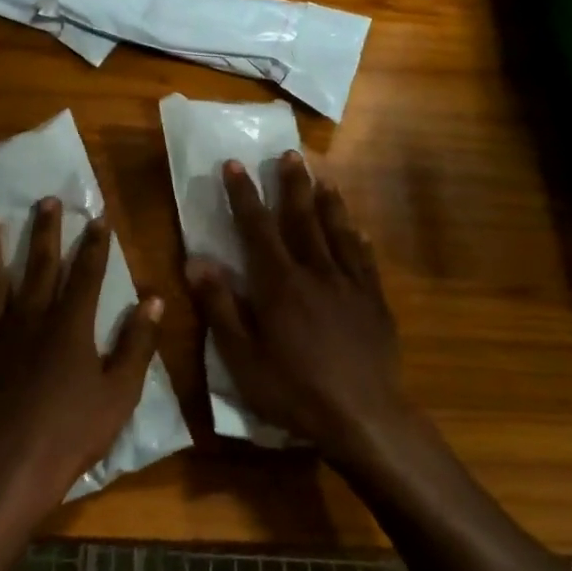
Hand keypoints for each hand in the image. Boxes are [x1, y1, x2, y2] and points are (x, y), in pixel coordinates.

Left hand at [0, 198, 162, 518]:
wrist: (7, 471)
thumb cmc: (70, 434)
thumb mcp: (119, 393)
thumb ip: (137, 344)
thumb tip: (154, 300)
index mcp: (70, 326)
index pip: (87, 274)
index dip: (95, 244)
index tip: (99, 216)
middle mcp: (30, 319)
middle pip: (39, 266)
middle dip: (46, 231)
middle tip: (46, 199)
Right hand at [186, 154, 413, 467]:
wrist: (364, 416)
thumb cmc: (294, 390)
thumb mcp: (242, 356)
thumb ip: (220, 306)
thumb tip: (196, 260)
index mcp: (279, 283)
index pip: (257, 228)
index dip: (244, 194)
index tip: (234, 164)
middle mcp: (316, 272)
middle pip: (303, 218)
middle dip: (293, 185)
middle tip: (290, 154)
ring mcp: (351, 285)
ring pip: (339, 232)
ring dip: (329, 203)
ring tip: (324, 179)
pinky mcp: (375, 302)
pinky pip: (366, 261)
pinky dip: (359, 241)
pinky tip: (360, 233)